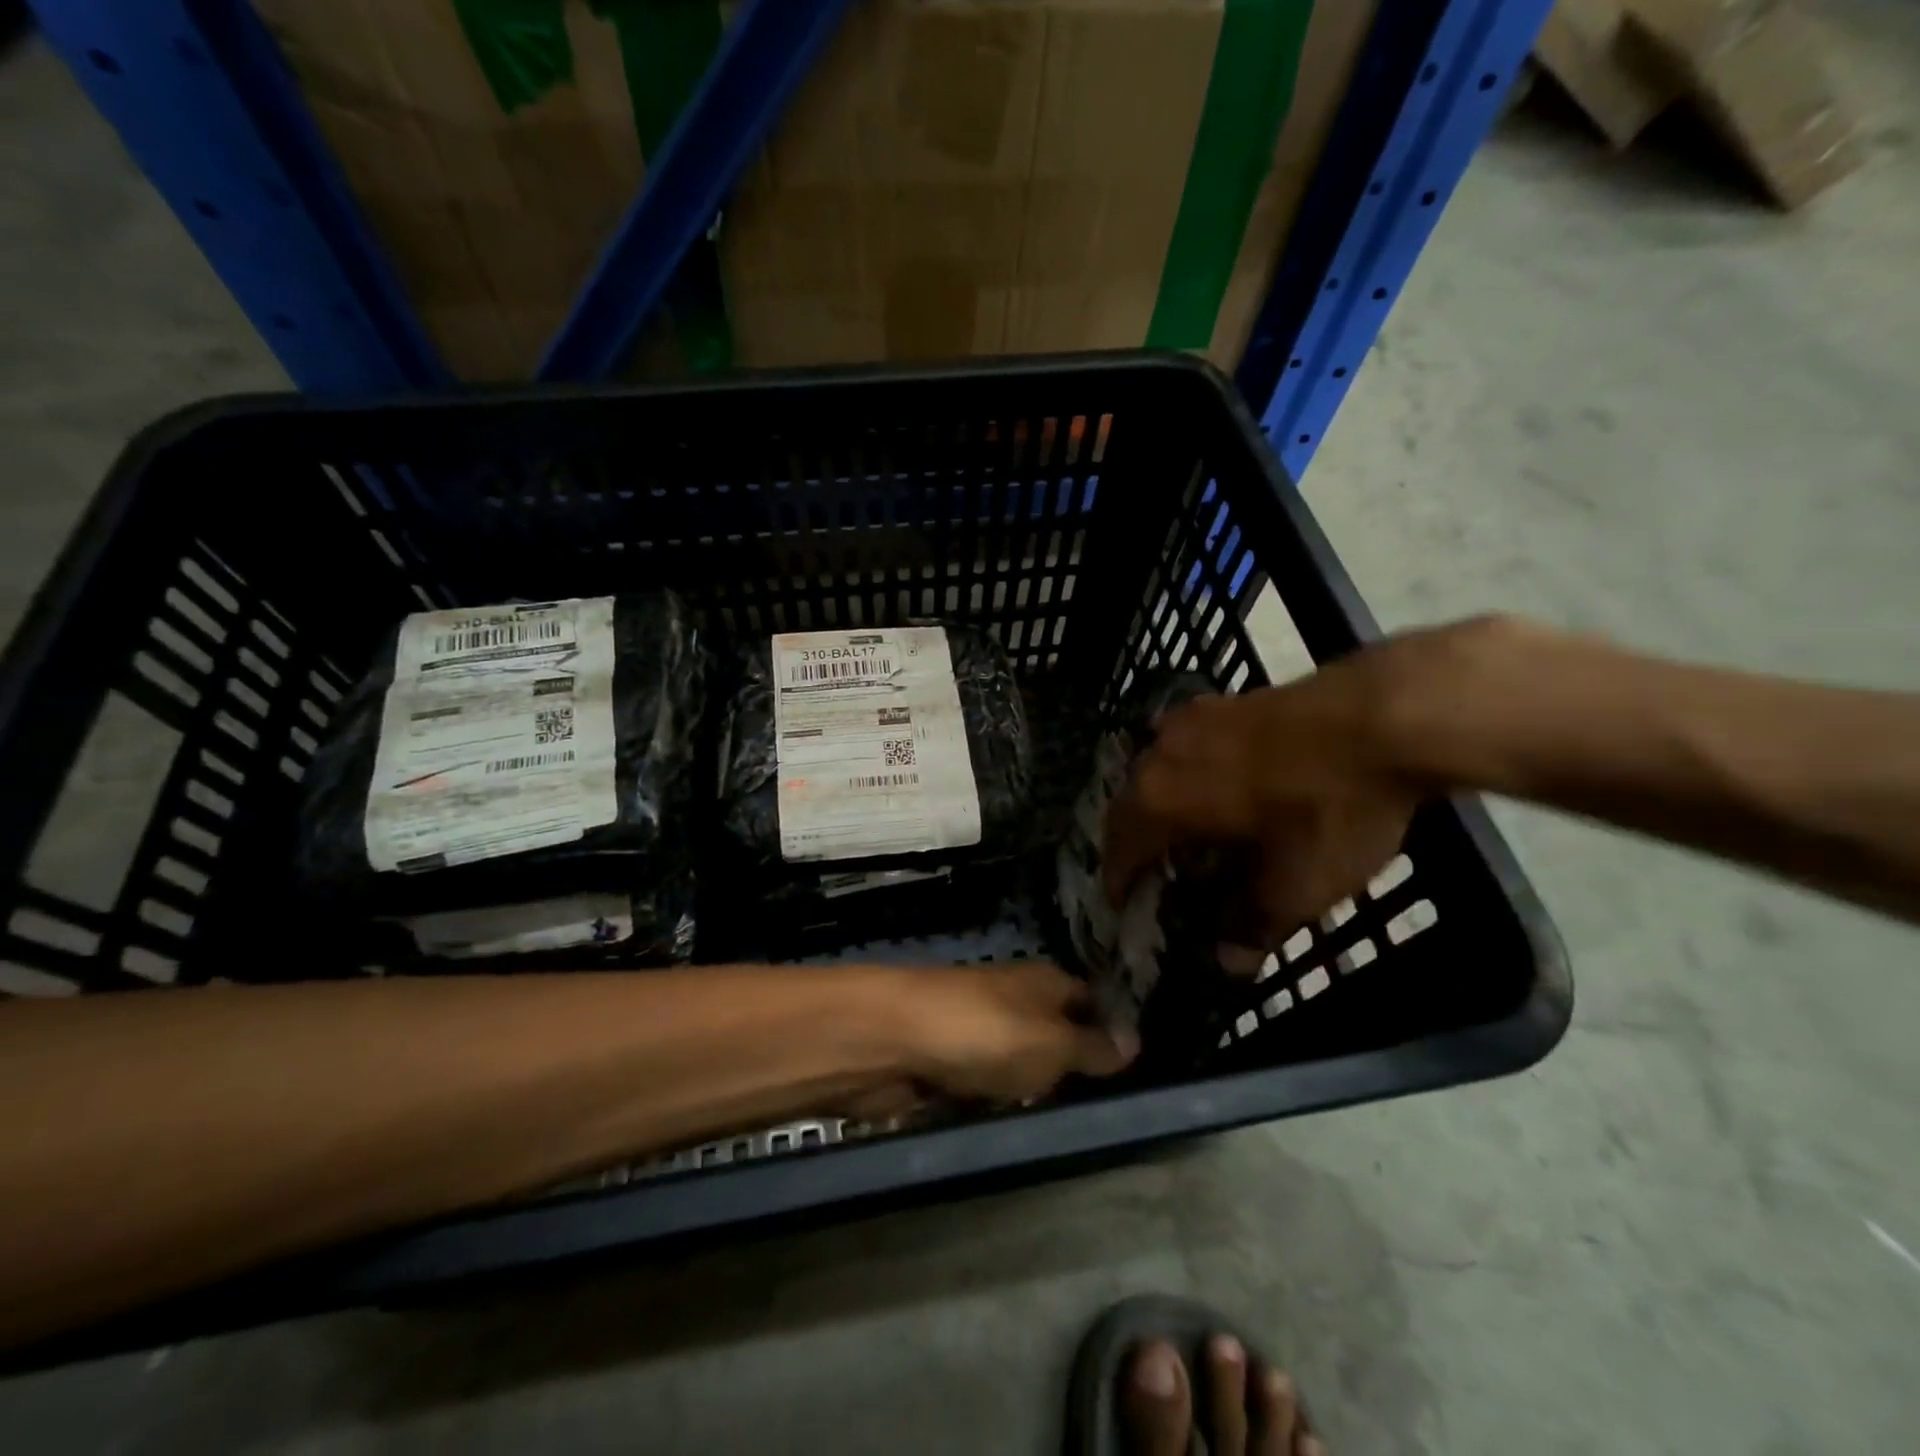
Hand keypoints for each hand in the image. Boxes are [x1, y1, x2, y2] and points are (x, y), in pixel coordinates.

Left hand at [888, 962, 1137, 1107]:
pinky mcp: (948, 1059)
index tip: (1136, 1069)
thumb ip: (1092, 1048)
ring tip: (1057, 1121)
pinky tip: (1004, 1119)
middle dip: (1069, 1067)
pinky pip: (984, 1081)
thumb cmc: (986, 1034)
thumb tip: (1134, 1040)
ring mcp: (978, 1027)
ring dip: (1030, 1088)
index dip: (1112, 1028)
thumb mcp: (1052, 1044)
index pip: (1090, 1000)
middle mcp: (1014, 998)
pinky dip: (992, 1098)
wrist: (894, 1040)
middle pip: (1054, 1032)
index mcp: (1044, 982)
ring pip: (1018, 1061)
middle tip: (1101, 1108)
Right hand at [1103, 631, 1439, 946]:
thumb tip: (1227, 962)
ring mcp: (1191, 719)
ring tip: (1186, 828)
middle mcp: (1160, 754)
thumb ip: (1254, 925)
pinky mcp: (1224, 701)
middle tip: (1153, 871)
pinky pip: (1187, 746)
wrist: (1389, 713)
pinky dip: (1190, 773)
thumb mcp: (1298, 885)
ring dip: (1160, 802)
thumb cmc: (1331, 806)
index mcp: (1162, 799)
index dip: (1118, 881)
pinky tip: (1221, 781)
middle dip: (1134, 839)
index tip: (1122, 905)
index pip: (1119, 847)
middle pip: (1130, 803)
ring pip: (1156, 769)